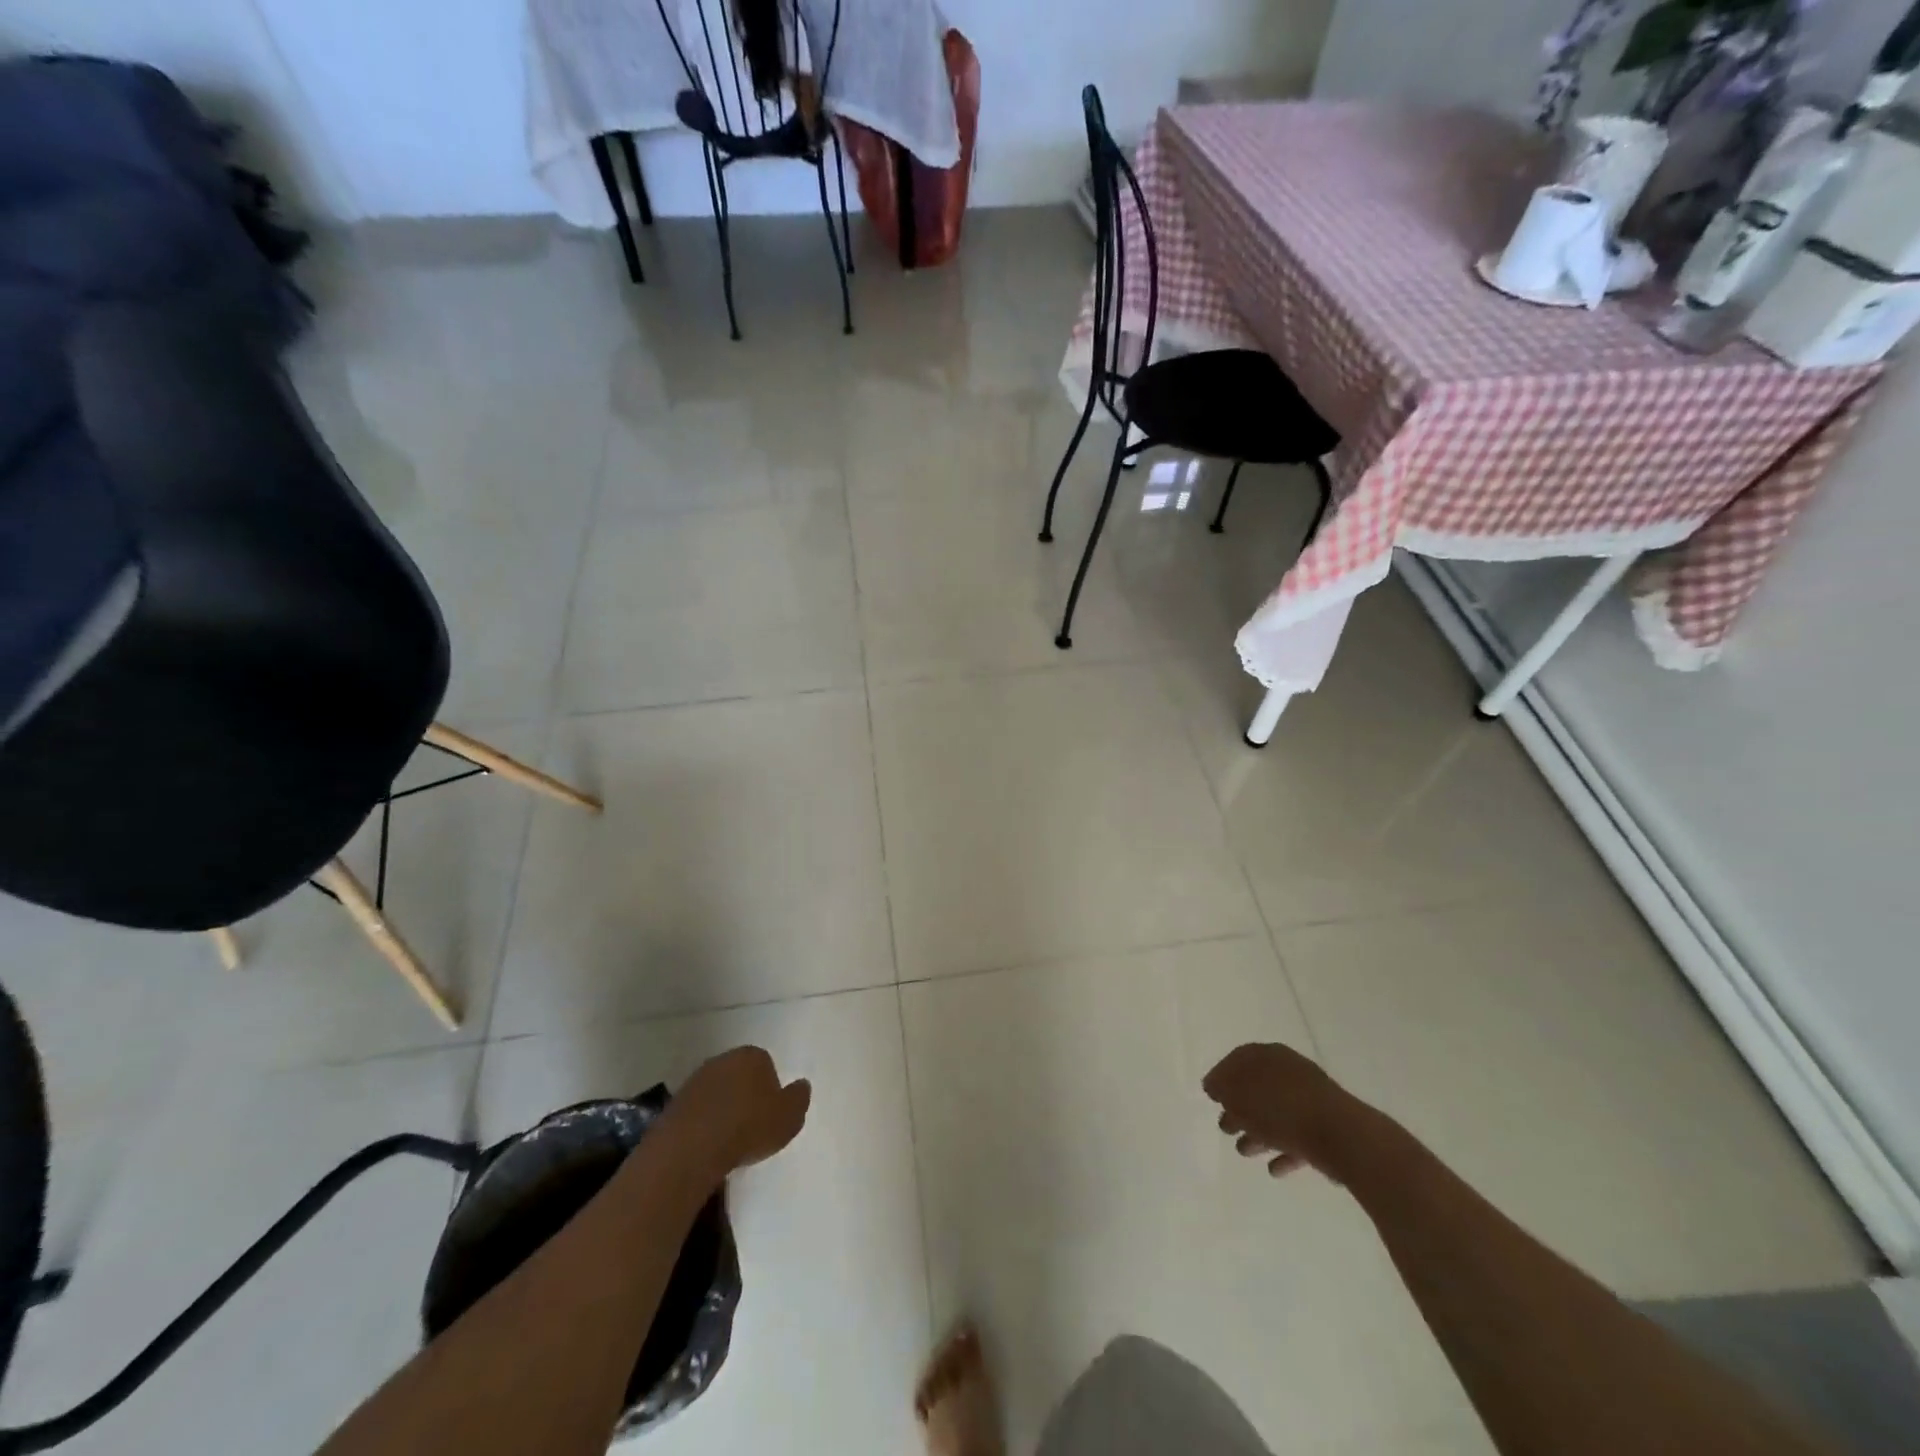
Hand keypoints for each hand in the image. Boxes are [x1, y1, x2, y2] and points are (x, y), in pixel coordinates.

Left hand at [669, 1046, 811, 1181]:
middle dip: (746, 1096)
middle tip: (751, 1127)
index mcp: (753, 1055)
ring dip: (723, 1110)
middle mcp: (723, 1059)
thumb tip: (802, 1085)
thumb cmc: (748, 1127)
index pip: (767, 1066)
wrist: (691, 1148)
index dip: (771, 1091)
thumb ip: (799, 1098)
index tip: (770, 1115)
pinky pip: (698, 1111)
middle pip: (740, 1076)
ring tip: (729, 1141)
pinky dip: (704, 1124)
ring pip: (718, 1092)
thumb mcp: (789, 1117)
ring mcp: (696, 1080)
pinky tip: (708, 1146)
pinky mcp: (675, 1103)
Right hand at [1203, 1042, 1347, 1179]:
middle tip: (1225, 1127)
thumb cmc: (1281, 1108)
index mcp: (1268, 1056)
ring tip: (1244, 1151)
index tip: (1210, 1096)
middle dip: (1239, 1108)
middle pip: (1257, 1089)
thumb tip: (1213, 1085)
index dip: (1221, 1077)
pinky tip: (1273, 1169)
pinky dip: (1283, 1150)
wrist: (1342, 1135)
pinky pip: (1297, 1138)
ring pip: (1276, 1114)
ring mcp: (1310, 1100)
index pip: (1238, 1060)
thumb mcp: (1239, 1095)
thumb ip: (1222, 1088)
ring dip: (1258, 1132)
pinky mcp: (1326, 1129)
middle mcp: (1289, 1072)